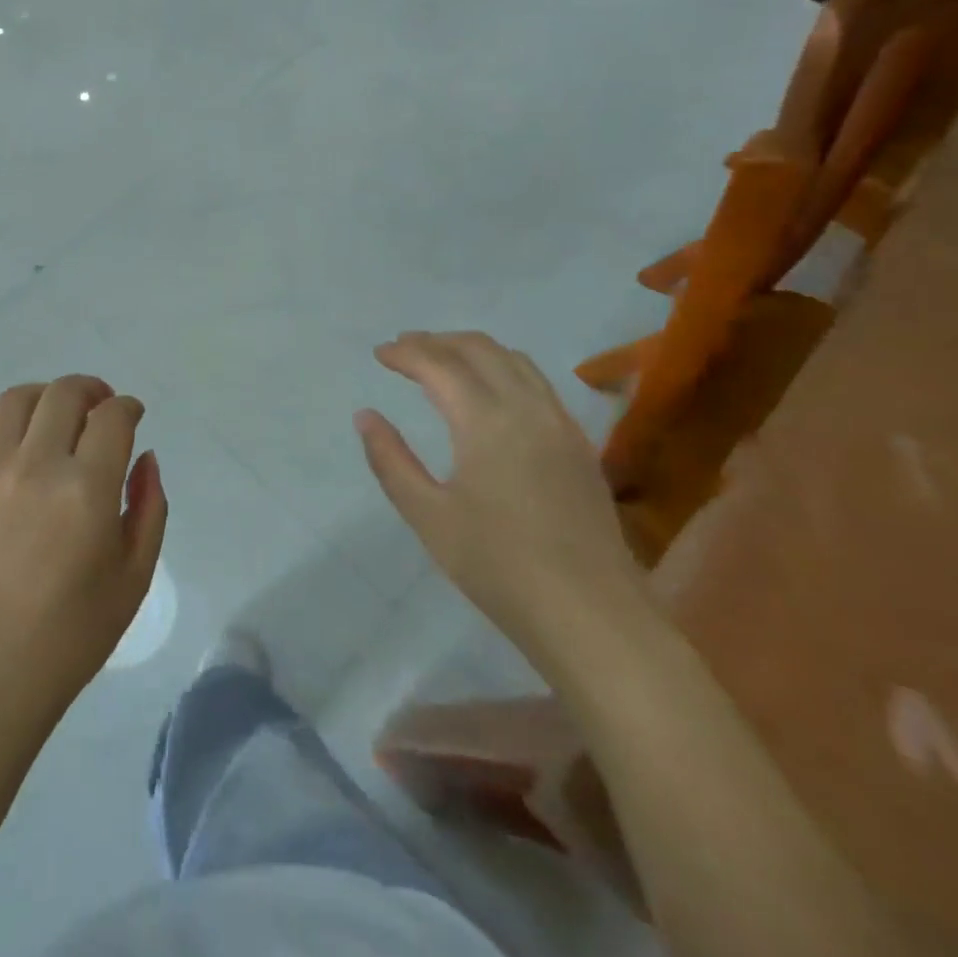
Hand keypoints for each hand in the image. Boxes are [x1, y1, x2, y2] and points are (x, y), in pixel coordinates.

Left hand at [0, 375, 167, 722]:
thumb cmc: (72, 634)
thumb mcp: (134, 576)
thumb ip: (149, 507)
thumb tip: (145, 458)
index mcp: (86, 489)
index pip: (112, 417)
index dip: (129, 408)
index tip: (133, 417)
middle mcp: (36, 467)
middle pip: (63, 393)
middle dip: (91, 391)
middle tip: (100, 409)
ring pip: (13, 400)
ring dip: (43, 397)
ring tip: (54, 417)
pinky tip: (9, 445)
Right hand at [356, 332, 642, 652]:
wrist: (592, 616)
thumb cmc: (499, 567)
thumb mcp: (429, 516)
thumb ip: (391, 460)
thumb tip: (365, 416)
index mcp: (486, 420)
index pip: (439, 365)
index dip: (406, 353)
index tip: (379, 353)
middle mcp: (527, 407)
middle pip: (480, 349)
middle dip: (437, 340)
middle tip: (404, 348)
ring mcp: (560, 423)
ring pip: (515, 360)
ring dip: (473, 349)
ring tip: (443, 360)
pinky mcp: (579, 444)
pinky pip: (538, 382)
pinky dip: (505, 368)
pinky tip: (491, 392)